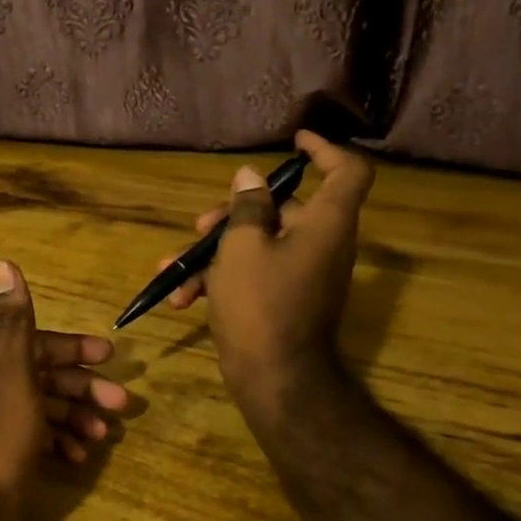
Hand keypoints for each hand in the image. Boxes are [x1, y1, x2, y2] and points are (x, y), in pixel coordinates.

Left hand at [0, 260, 126, 520]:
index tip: (112, 360)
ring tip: (104, 436)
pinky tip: (79, 457)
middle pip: (42, 375)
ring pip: (42, 407)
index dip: (75, 350)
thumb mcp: (11, 375)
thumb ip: (14, 321)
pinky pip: (35, 436)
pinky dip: (59, 441)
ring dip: (76, 416)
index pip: (36, 342)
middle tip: (121, 406)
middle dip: (82, 389)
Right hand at [157, 130, 375, 431]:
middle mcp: (321, 244)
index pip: (348, 172)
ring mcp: (302, 274)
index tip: (293, 141)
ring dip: (215, 251)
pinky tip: (181, 298)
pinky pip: (254, 274)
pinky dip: (221, 280)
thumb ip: (248, 206)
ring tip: (173, 267)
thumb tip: (250, 177)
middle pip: (284, 209)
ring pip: (259, 243)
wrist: (273, 379)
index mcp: (326, 224)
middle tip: (199, 226)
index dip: (325, 150)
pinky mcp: (283, 299)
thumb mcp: (243, 246)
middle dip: (234, 213)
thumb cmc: (260, 302)